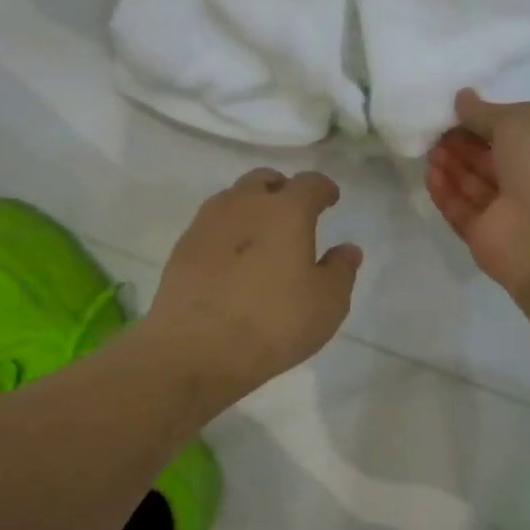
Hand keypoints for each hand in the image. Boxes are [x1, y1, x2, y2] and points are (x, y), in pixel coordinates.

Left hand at [145, 168, 361, 402]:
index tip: (330, 198)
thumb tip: (347, 249)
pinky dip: (227, 232)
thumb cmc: (274, 323)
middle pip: (264, 180)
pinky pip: (211, 226)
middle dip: (282, 189)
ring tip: (260, 233)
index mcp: (286, 211)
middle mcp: (244, 205)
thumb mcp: (327, 303)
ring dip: (250, 206)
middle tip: (293, 211)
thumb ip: (341, 271)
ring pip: (233, 199)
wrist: (197, 348)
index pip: (310, 184)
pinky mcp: (182, 248)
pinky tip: (231, 258)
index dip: (324, 189)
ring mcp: (207, 224)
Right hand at [425, 90, 529, 293]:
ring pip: (474, 187)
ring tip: (431, 151)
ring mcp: (508, 215)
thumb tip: (462, 99)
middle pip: (491, 162)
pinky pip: (462, 212)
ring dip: (452, 167)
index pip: (515, 136)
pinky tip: (430, 175)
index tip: (457, 113)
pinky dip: (446, 194)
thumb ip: (486, 112)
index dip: (485, 123)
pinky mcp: (485, 238)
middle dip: (464, 146)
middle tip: (438, 132)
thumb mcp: (520, 122)